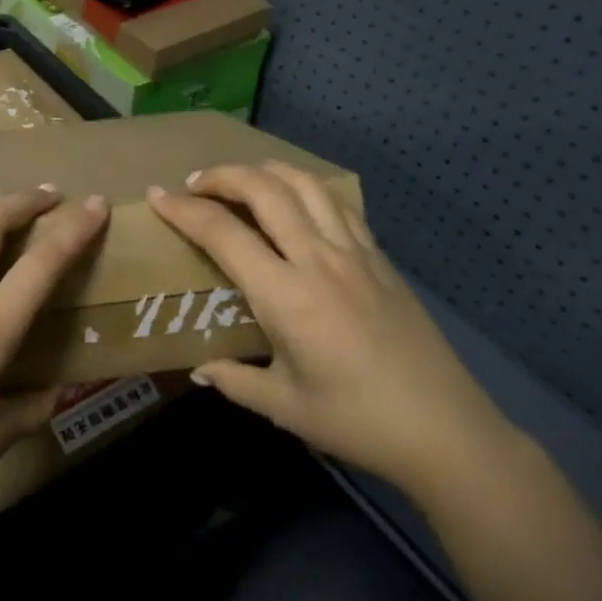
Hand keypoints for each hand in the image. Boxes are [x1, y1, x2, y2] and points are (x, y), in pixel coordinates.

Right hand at [148, 163, 514, 498]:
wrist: (444, 428)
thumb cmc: (356, 421)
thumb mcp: (285, 406)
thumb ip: (235, 379)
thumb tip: (200, 369)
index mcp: (286, 296)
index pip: (223, 233)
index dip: (184, 209)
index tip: (157, 196)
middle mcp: (317, 259)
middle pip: (264, 189)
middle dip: (222, 175)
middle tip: (195, 183)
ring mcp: (354, 252)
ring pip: (304, 184)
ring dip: (265, 171)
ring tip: (242, 179)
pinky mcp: (380, 256)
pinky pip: (338, 203)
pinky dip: (307, 187)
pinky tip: (297, 200)